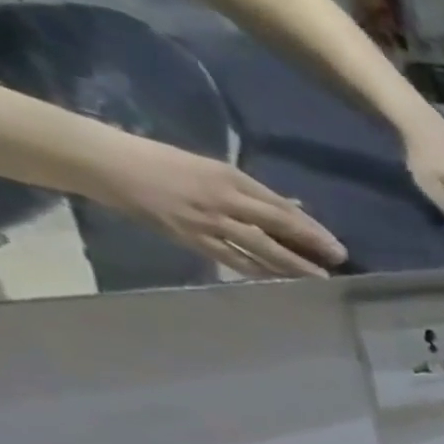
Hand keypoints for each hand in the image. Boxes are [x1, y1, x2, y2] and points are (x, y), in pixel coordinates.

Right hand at [86, 137, 345, 277]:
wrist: (104, 163)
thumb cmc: (163, 162)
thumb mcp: (215, 170)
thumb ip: (257, 193)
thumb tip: (296, 209)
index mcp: (229, 178)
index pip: (282, 208)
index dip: (313, 229)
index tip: (336, 245)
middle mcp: (223, 200)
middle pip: (278, 227)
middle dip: (311, 246)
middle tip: (338, 262)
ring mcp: (208, 222)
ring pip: (262, 248)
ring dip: (293, 265)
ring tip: (319, 278)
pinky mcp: (193, 239)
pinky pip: (235, 260)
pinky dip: (261, 271)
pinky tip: (281, 281)